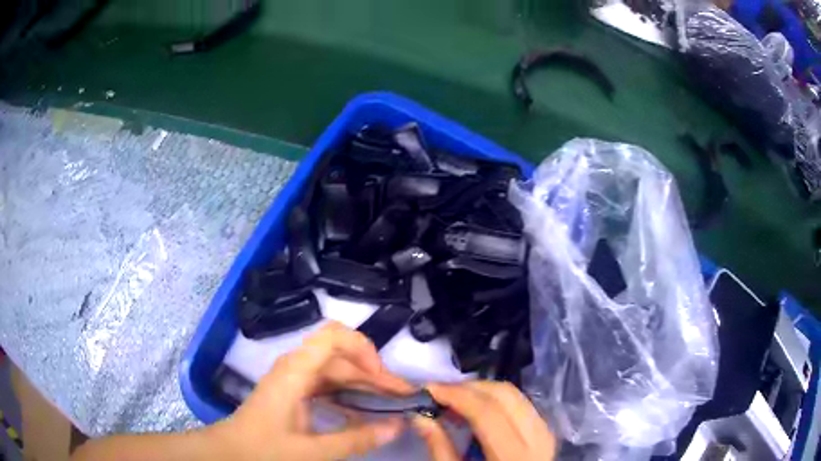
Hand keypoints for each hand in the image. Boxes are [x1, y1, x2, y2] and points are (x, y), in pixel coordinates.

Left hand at [208, 322, 413, 460]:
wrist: (231, 452)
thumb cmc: (265, 449)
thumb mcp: (313, 450)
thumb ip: (356, 439)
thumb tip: (398, 426)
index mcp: (296, 371)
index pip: (334, 337)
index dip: (364, 349)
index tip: (383, 379)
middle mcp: (296, 367)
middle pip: (342, 357)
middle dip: (374, 375)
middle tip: (402, 400)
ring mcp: (295, 378)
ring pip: (337, 371)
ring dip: (364, 385)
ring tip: (390, 405)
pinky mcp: (294, 390)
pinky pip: (328, 384)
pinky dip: (349, 394)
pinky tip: (363, 411)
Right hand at [412, 381, 556, 460]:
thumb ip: (440, 448)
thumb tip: (420, 416)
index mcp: (514, 456)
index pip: (487, 413)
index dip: (457, 396)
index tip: (429, 388)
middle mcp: (537, 438)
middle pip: (505, 396)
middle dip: (470, 388)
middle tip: (440, 392)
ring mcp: (546, 432)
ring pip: (515, 396)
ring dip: (483, 391)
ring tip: (455, 399)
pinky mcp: (545, 431)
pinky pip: (522, 405)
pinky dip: (497, 400)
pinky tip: (477, 408)